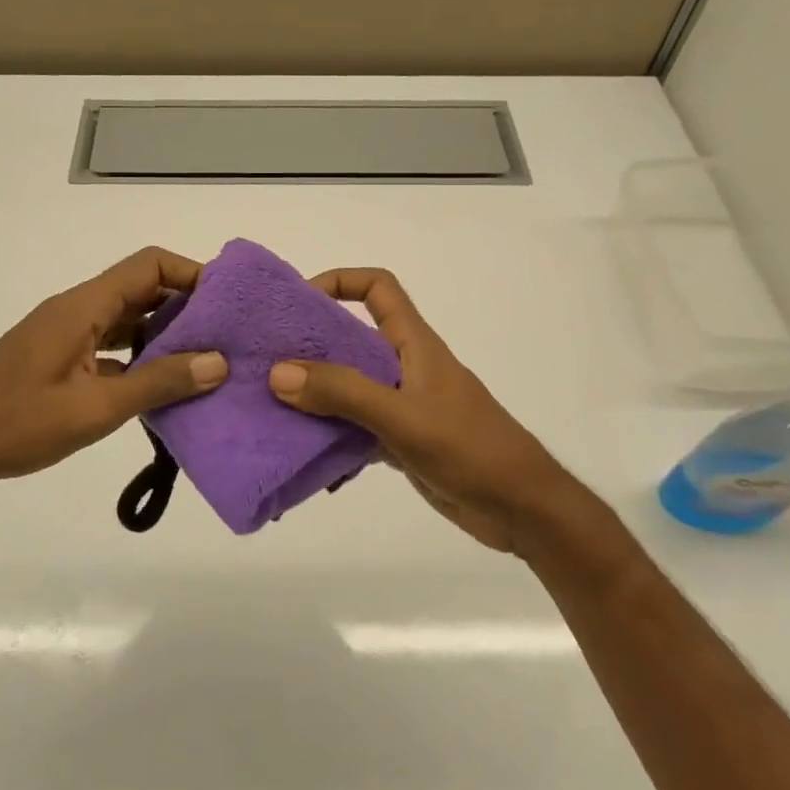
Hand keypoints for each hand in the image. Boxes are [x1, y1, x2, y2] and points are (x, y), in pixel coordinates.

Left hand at [0, 247, 227, 503]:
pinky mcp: (60, 360)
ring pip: (128, 320)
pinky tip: (165, 388)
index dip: (191, 274)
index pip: (149, 265)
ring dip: (166, 335)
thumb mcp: (95, 408)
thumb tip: (218, 362)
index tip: (229, 303)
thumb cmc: (15, 423)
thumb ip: (158, 383)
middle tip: (229, 336)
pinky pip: (112, 346)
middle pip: (142, 289)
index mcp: (85, 306)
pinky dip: (141, 358)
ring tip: (208, 362)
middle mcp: (78, 310)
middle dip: (187, 307)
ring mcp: (67, 335)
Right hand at [268, 268, 575, 554]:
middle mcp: (406, 366)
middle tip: (267, 359)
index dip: (340, 281)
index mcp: (414, 343)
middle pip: (353, 337)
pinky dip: (331, 434)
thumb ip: (344, 393)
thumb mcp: (403, 417)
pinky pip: (356, 426)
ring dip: (316, 393)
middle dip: (311, 343)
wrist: (522, 509)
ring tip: (272, 406)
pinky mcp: (403, 440)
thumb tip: (279, 373)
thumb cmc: (470, 449)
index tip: (299, 303)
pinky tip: (304, 453)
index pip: (378, 287)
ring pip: (351, 385)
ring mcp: (404, 404)